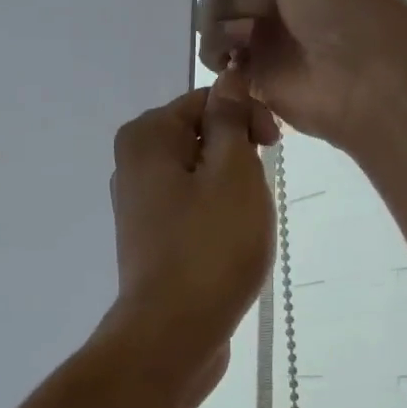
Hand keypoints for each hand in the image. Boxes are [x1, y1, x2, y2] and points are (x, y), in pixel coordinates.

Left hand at [99, 74, 276, 407]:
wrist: (173, 333)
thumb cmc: (209, 246)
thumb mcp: (232, 172)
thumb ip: (231, 119)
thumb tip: (230, 74)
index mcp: (144, 137)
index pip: (206, 100)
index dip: (247, 115)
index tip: (274, 147)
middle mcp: (132, 165)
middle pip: (200, 137)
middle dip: (239, 155)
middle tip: (260, 190)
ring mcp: (139, 207)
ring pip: (200, 177)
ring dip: (232, 190)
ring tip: (245, 224)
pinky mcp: (152, 241)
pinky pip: (192, 211)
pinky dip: (216, 218)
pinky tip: (231, 244)